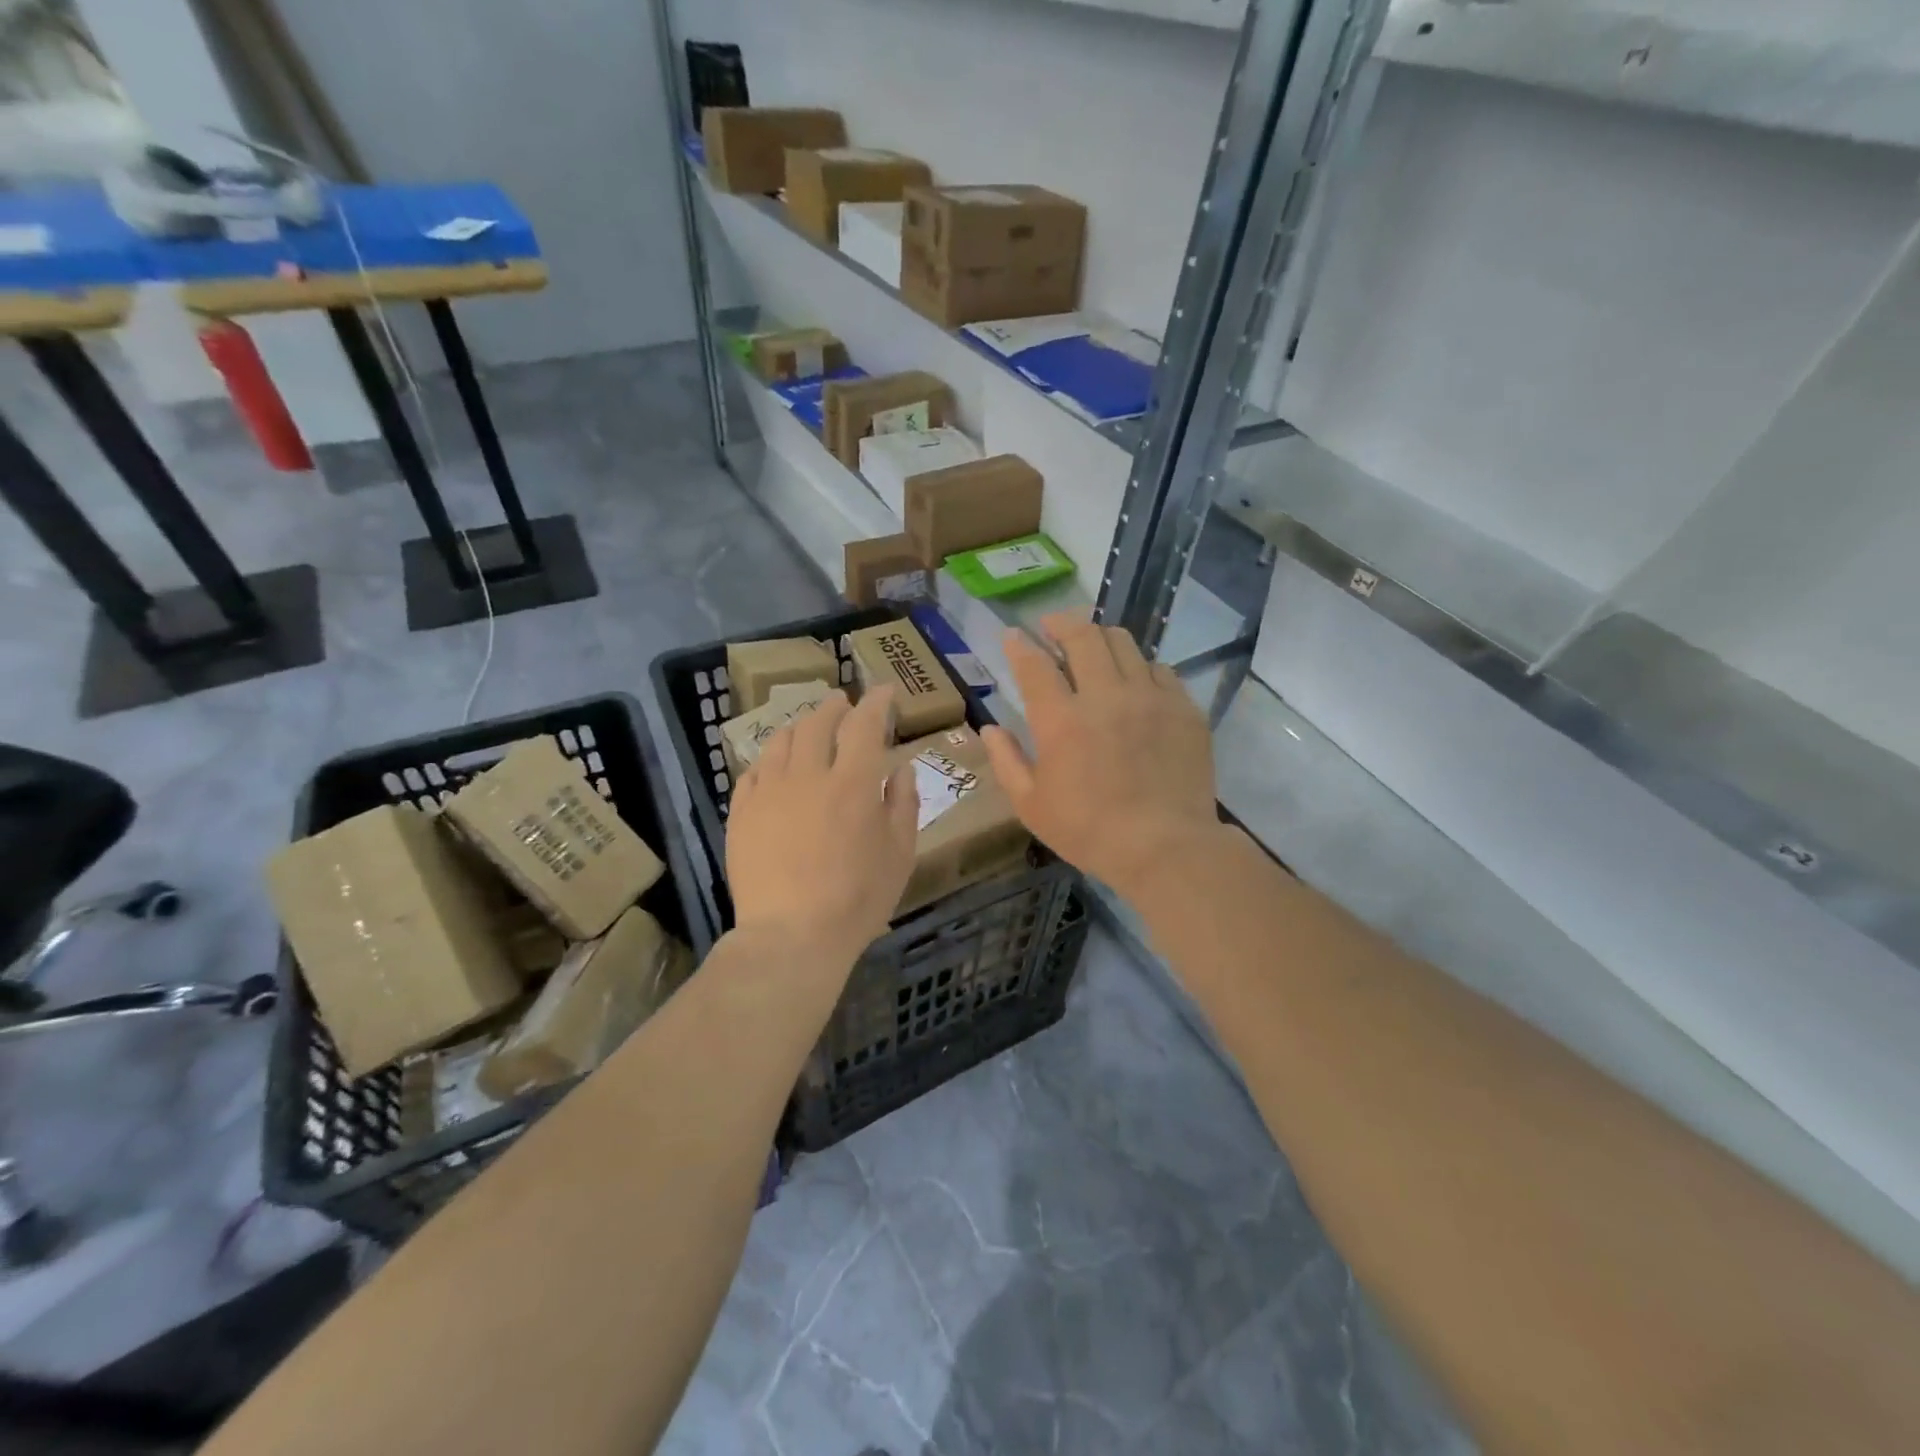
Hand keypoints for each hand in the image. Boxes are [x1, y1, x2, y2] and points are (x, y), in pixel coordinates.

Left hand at [726, 686, 918, 965]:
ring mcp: (769, 791)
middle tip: (844, 703)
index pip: (865, 724)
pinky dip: (771, 759)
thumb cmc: (858, 899)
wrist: (791, 936)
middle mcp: (809, 775)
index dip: (876, 702)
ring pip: (782, 740)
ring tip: (810, 727)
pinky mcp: (742, 812)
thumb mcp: (900, 854)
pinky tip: (776, 765)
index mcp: (854, 783)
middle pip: (819, 723)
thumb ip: (903, 803)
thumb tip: (902, 768)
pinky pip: (754, 771)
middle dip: (835, 706)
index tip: (884, 691)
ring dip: (801, 726)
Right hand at [981, 614, 1219, 897]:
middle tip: (1051, 625)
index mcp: (1061, 721)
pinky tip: (1134, 679)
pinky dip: (1139, 666)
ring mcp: (1150, 697)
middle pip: (1082, 636)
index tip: (1012, 635)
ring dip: (1100, 637)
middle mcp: (1105, 696)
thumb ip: (1006, 761)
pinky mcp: (1183, 708)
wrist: (1166, 848)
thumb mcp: (1031, 805)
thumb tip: (989, 729)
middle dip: (1060, 623)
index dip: (1019, 645)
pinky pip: (1159, 668)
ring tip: (1092, 645)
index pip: (1034, 665)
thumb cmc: (1089, 831)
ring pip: (1123, 643)